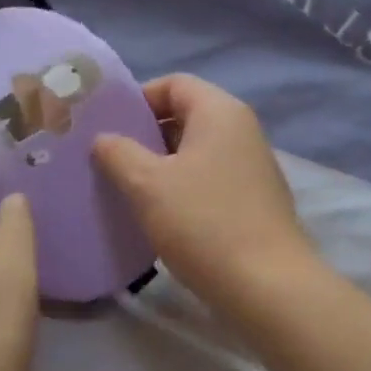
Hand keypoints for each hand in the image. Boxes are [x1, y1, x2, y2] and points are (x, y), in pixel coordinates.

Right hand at [92, 75, 317, 318]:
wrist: (266, 286)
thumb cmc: (203, 223)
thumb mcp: (147, 184)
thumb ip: (118, 153)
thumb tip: (104, 139)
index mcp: (220, 112)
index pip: (174, 84)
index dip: (137, 99)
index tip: (108, 127)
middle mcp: (242, 130)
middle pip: (186, 116)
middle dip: (145, 134)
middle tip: (109, 159)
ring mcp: (252, 166)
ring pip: (196, 151)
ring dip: (161, 164)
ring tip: (127, 189)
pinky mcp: (254, 200)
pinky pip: (210, 178)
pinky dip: (182, 187)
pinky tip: (160, 215)